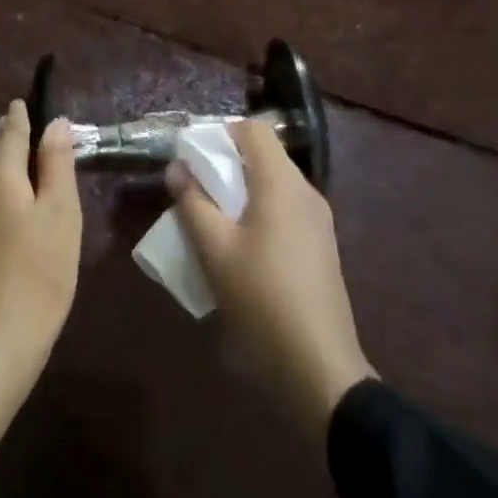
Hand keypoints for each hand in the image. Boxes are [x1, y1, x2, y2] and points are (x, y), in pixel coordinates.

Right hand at [169, 118, 376, 437]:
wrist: (319, 367)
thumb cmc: (262, 299)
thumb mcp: (215, 251)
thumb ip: (192, 203)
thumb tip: (177, 168)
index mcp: (282, 184)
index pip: (253, 130)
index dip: (220, 133)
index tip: (191, 156)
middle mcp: (305, 192)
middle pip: (263, 156)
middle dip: (225, 164)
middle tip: (192, 188)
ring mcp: (318, 220)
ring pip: (273, 184)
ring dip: (239, 190)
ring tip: (209, 218)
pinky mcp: (320, 246)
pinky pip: (284, 209)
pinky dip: (257, 211)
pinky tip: (237, 245)